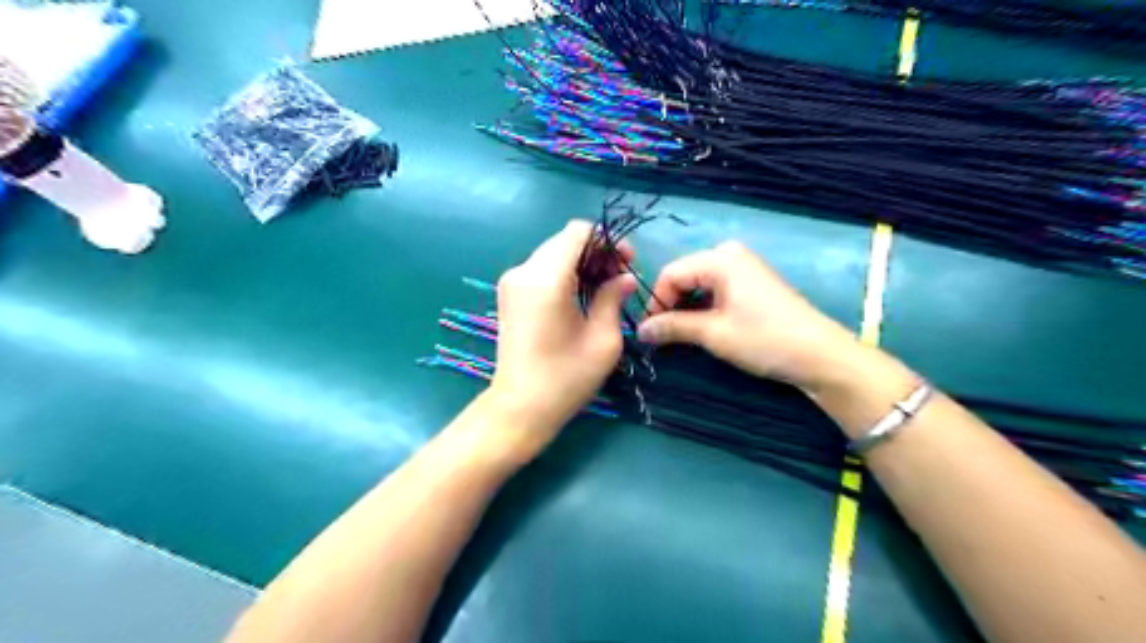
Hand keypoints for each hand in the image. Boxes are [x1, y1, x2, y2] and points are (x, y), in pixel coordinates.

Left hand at [487, 217, 639, 448]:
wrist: (520, 407)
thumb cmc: (566, 378)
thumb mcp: (603, 339)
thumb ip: (613, 297)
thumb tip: (623, 277)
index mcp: (546, 279)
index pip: (578, 232)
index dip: (607, 240)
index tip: (626, 262)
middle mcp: (523, 271)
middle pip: (565, 241)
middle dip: (597, 252)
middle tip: (619, 278)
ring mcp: (512, 282)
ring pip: (554, 253)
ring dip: (581, 263)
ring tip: (603, 289)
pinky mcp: (509, 294)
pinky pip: (541, 269)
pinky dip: (564, 273)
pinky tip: (580, 296)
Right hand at [636, 241, 860, 392]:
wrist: (819, 355)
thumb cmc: (763, 339)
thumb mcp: (713, 334)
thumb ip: (673, 327)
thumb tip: (640, 330)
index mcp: (720, 259)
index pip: (671, 274)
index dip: (655, 302)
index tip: (648, 331)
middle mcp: (730, 254)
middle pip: (685, 276)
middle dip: (670, 304)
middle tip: (662, 334)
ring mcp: (745, 267)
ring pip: (700, 283)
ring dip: (687, 308)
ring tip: (680, 334)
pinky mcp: (753, 282)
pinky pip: (717, 288)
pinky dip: (704, 307)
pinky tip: (703, 327)